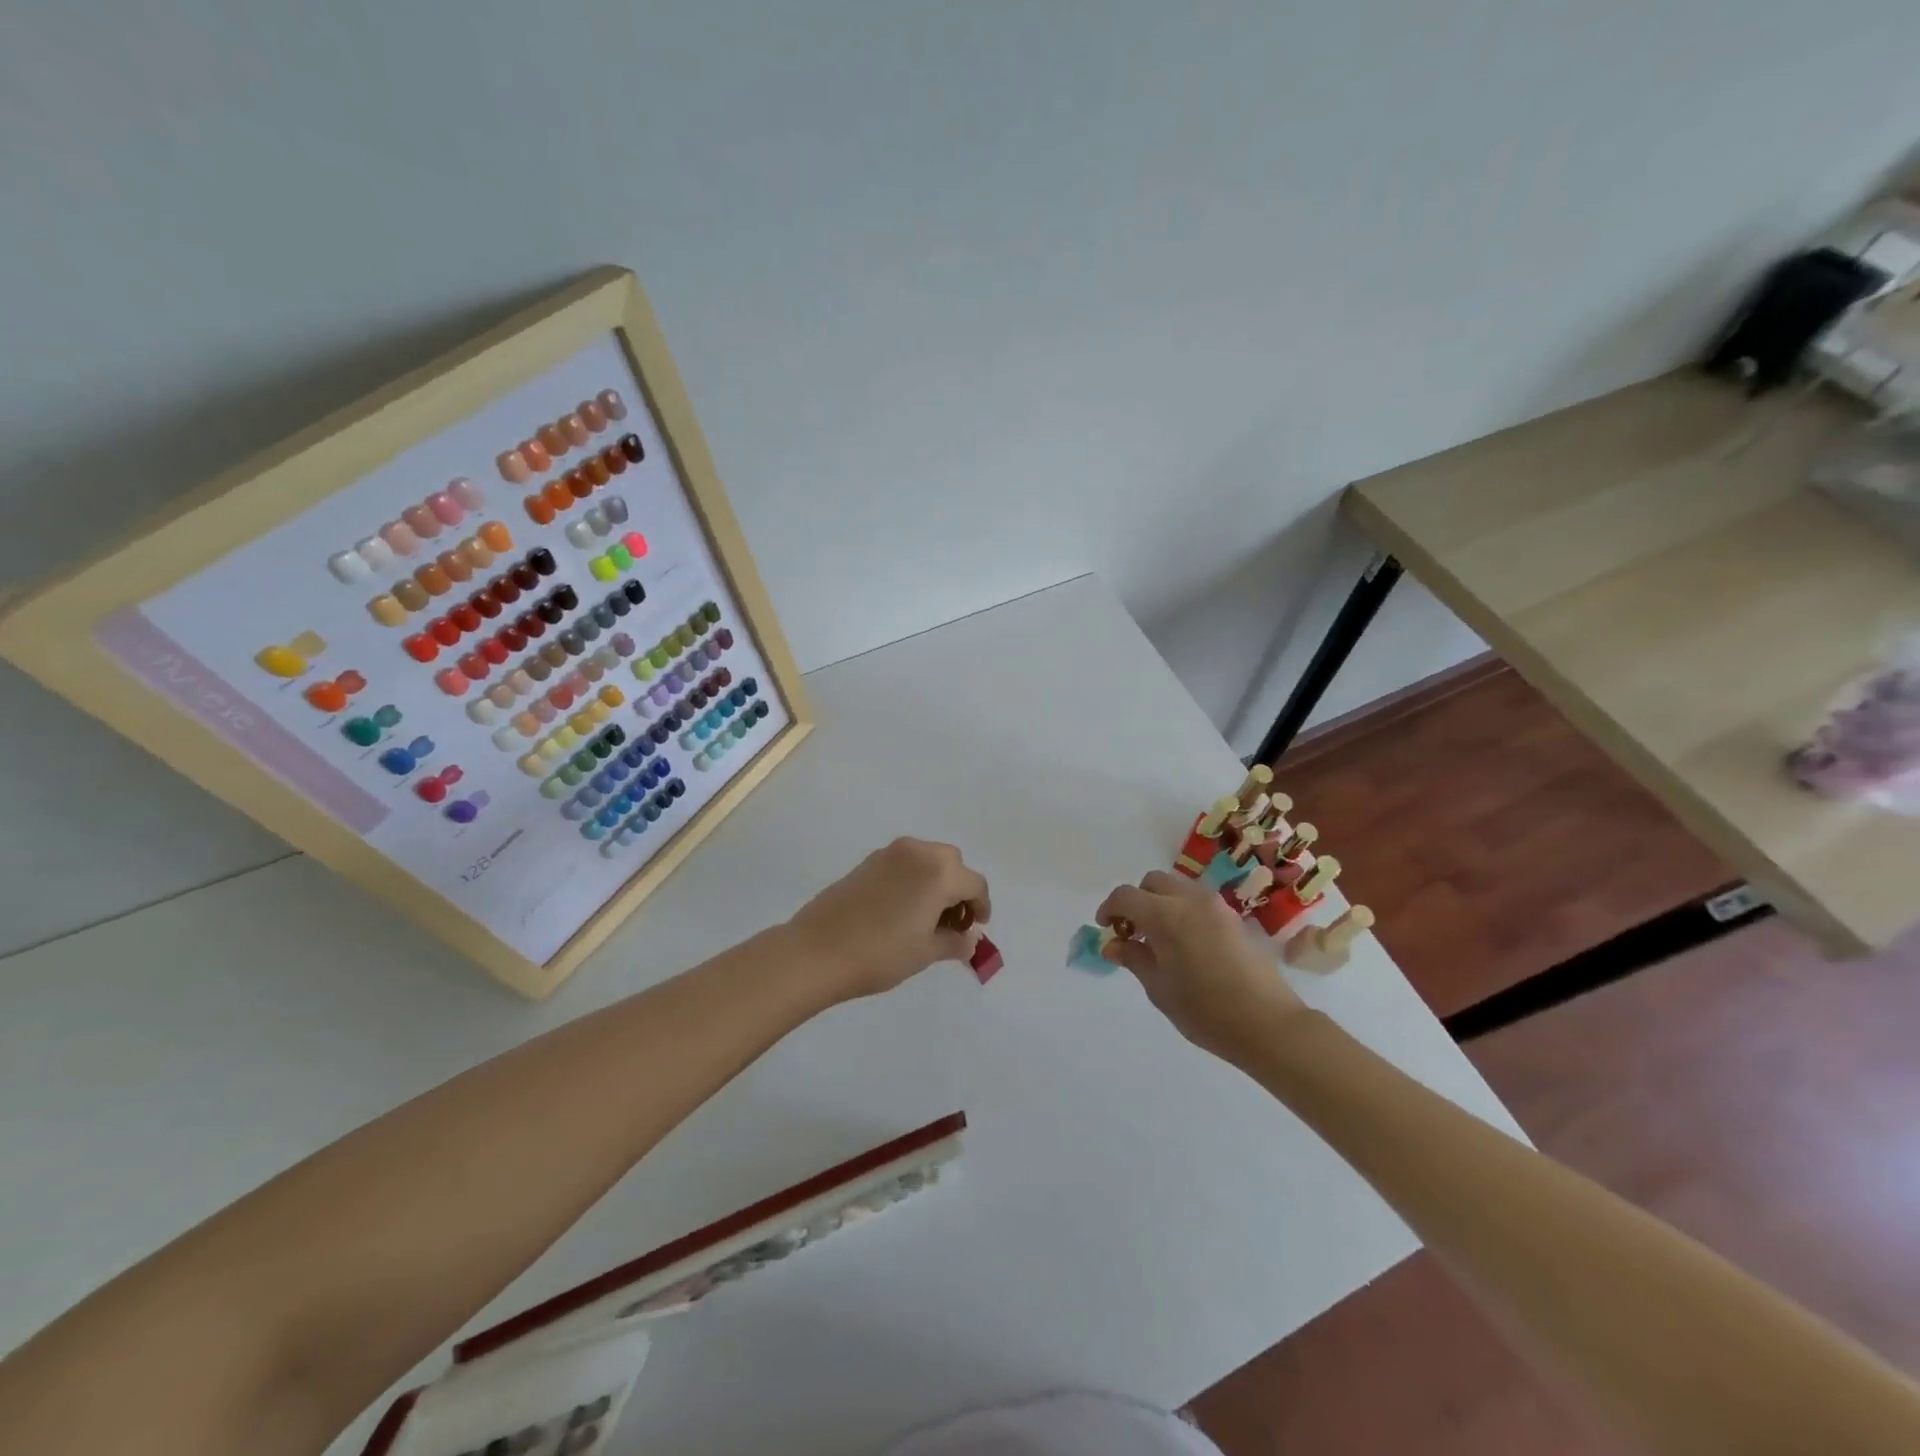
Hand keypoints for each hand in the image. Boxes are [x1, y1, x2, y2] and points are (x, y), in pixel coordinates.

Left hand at [786, 838, 990, 1000]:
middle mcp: (918, 852)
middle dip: (959, 889)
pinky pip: (904, 863)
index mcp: (939, 872)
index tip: (977, 928)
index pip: (974, 884)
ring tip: (928, 917)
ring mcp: (890, 853)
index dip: (981, 906)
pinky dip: (914, 879)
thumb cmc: (880, 954)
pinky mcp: (868, 861)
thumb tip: (969, 939)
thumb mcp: (925, 952)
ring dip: (936, 881)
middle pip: (952, 864)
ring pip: (927, 859)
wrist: (817, 952)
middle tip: (953, 922)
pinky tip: (903, 909)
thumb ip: (954, 942)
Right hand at [1096, 870, 1307, 1066]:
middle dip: (1137, 900)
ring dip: (1160, 903)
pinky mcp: (1233, 918)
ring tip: (1158, 939)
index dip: (1109, 908)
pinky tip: (1184, 944)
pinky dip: (1182, 910)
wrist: (1268, 1024)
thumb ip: (1134, 958)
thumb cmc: (1205, 1011)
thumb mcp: (1159, 988)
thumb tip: (1114, 943)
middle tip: (1132, 932)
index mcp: (1166, 915)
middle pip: (1153, 882)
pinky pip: (1198, 901)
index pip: (1126, 896)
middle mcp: (1191, 900)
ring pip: (1177, 887)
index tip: (1106, 928)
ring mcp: (1216, 906)